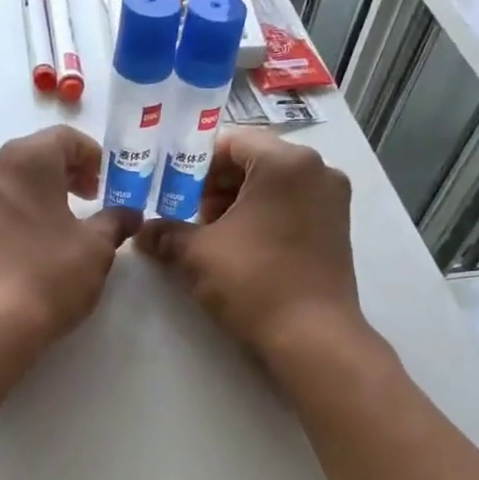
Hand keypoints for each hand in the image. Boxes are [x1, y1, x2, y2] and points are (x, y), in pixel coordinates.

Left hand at [0, 126, 141, 347]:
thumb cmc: (49, 276)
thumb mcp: (96, 249)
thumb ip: (115, 222)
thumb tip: (129, 214)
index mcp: (25, 161)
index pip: (64, 138)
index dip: (92, 157)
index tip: (106, 185)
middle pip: (31, 159)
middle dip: (62, 177)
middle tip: (85, 203)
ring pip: (4, 188)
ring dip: (31, 200)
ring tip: (52, 232)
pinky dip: (6, 224)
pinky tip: (20, 256)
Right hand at [136, 128, 364, 363]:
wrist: (312, 337)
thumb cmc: (254, 282)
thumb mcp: (198, 254)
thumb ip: (166, 233)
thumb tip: (141, 232)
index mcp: (285, 162)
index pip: (230, 142)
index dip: (194, 163)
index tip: (170, 189)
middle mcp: (317, 169)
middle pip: (253, 161)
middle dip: (214, 185)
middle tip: (185, 214)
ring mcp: (332, 199)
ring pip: (273, 185)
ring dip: (237, 202)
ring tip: (208, 236)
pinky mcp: (337, 227)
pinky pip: (291, 206)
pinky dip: (263, 216)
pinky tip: (239, 247)